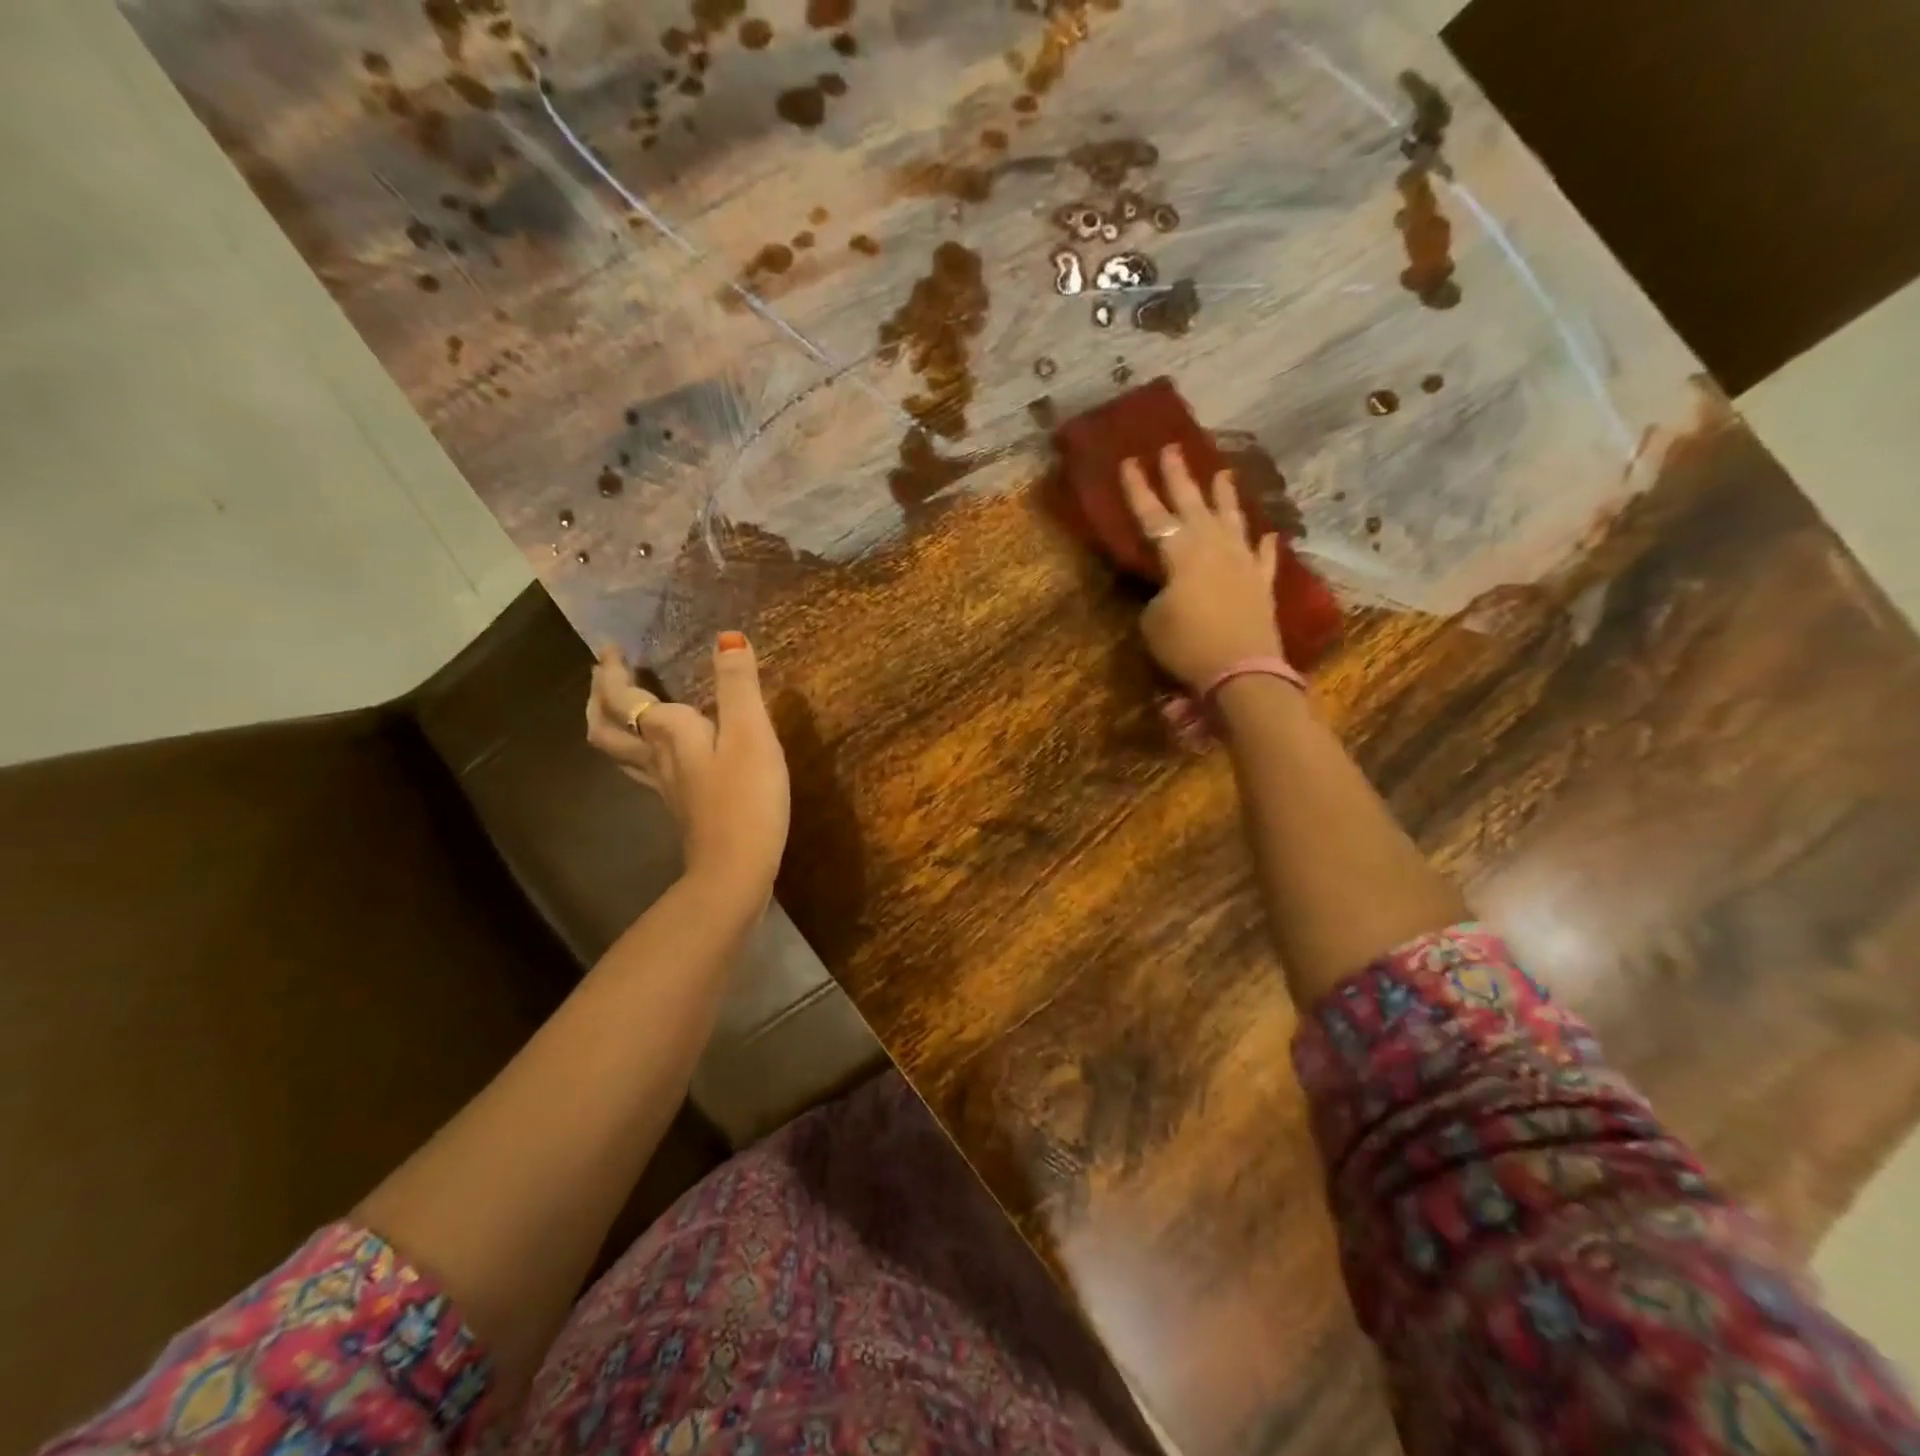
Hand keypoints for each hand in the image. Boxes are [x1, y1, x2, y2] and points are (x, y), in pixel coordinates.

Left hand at [585, 633, 791, 908]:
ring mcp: (664, 786)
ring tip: (616, 707)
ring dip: (609, 724)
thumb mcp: (751, 734)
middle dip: (600, 697)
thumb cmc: (746, 797)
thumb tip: (728, 637)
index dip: (612, 671)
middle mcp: (656, 757)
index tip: (610, 648)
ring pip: (619, 752)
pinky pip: (642, 769)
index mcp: (668, 733)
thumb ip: (739, 686)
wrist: (736, 868)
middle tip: (603, 674)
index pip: (623, 697)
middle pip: (607, 727)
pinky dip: (636, 750)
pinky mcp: (679, 806)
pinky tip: (657, 753)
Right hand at [1121, 445, 1284, 689]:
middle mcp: (1212, 546)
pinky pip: (1263, 558)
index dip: (1138, 489)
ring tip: (1222, 473)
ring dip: (1224, 496)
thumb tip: (1169, 588)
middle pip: (1192, 504)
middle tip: (1172, 449)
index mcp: (1179, 552)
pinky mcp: (1261, 584)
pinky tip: (1267, 535)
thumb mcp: (1153, 621)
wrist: (1241, 671)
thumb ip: (1157, 595)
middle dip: (1179, 476)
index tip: (1129, 461)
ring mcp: (1241, 562)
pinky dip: (1263, 546)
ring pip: (1232, 520)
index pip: (1152, 514)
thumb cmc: (1187, 645)